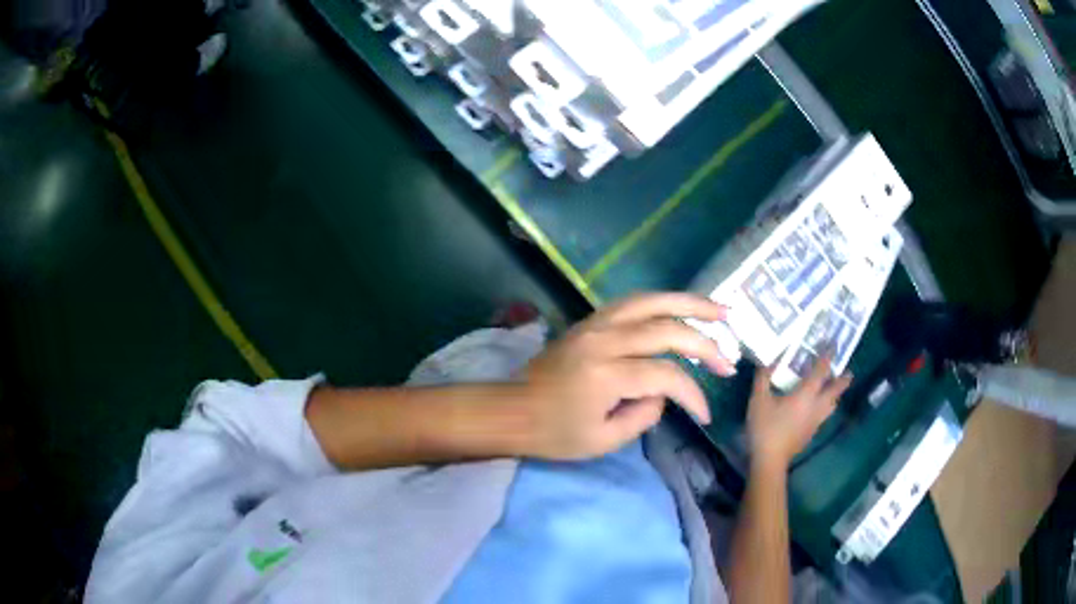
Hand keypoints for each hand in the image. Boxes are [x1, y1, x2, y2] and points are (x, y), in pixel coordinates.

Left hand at [513, 292, 736, 459]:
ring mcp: (596, 324)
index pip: (667, 376)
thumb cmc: (554, 433)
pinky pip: (633, 302)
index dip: (693, 395)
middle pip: (667, 329)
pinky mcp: (591, 321)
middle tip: (729, 359)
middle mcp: (605, 340)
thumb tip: (663, 392)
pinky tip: (680, 308)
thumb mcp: (603, 441)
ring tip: (720, 311)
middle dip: (705, 343)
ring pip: (652, 302)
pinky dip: (662, 302)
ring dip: (690, 303)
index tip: (705, 415)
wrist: (513, 410)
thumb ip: (644, 415)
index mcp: (607, 374)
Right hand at [746, 358, 850, 470]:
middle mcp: (816, 405)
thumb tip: (767, 360)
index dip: (828, 355)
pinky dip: (826, 406)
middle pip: (836, 389)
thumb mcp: (758, 399)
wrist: (770, 460)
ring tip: (835, 388)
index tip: (833, 343)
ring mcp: (816, 421)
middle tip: (849, 371)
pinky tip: (818, 408)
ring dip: (836, 394)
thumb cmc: (765, 427)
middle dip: (843, 379)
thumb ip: (763, 378)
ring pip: (833, 404)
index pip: (821, 370)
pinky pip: (824, 414)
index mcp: (806, 394)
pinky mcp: (812, 432)